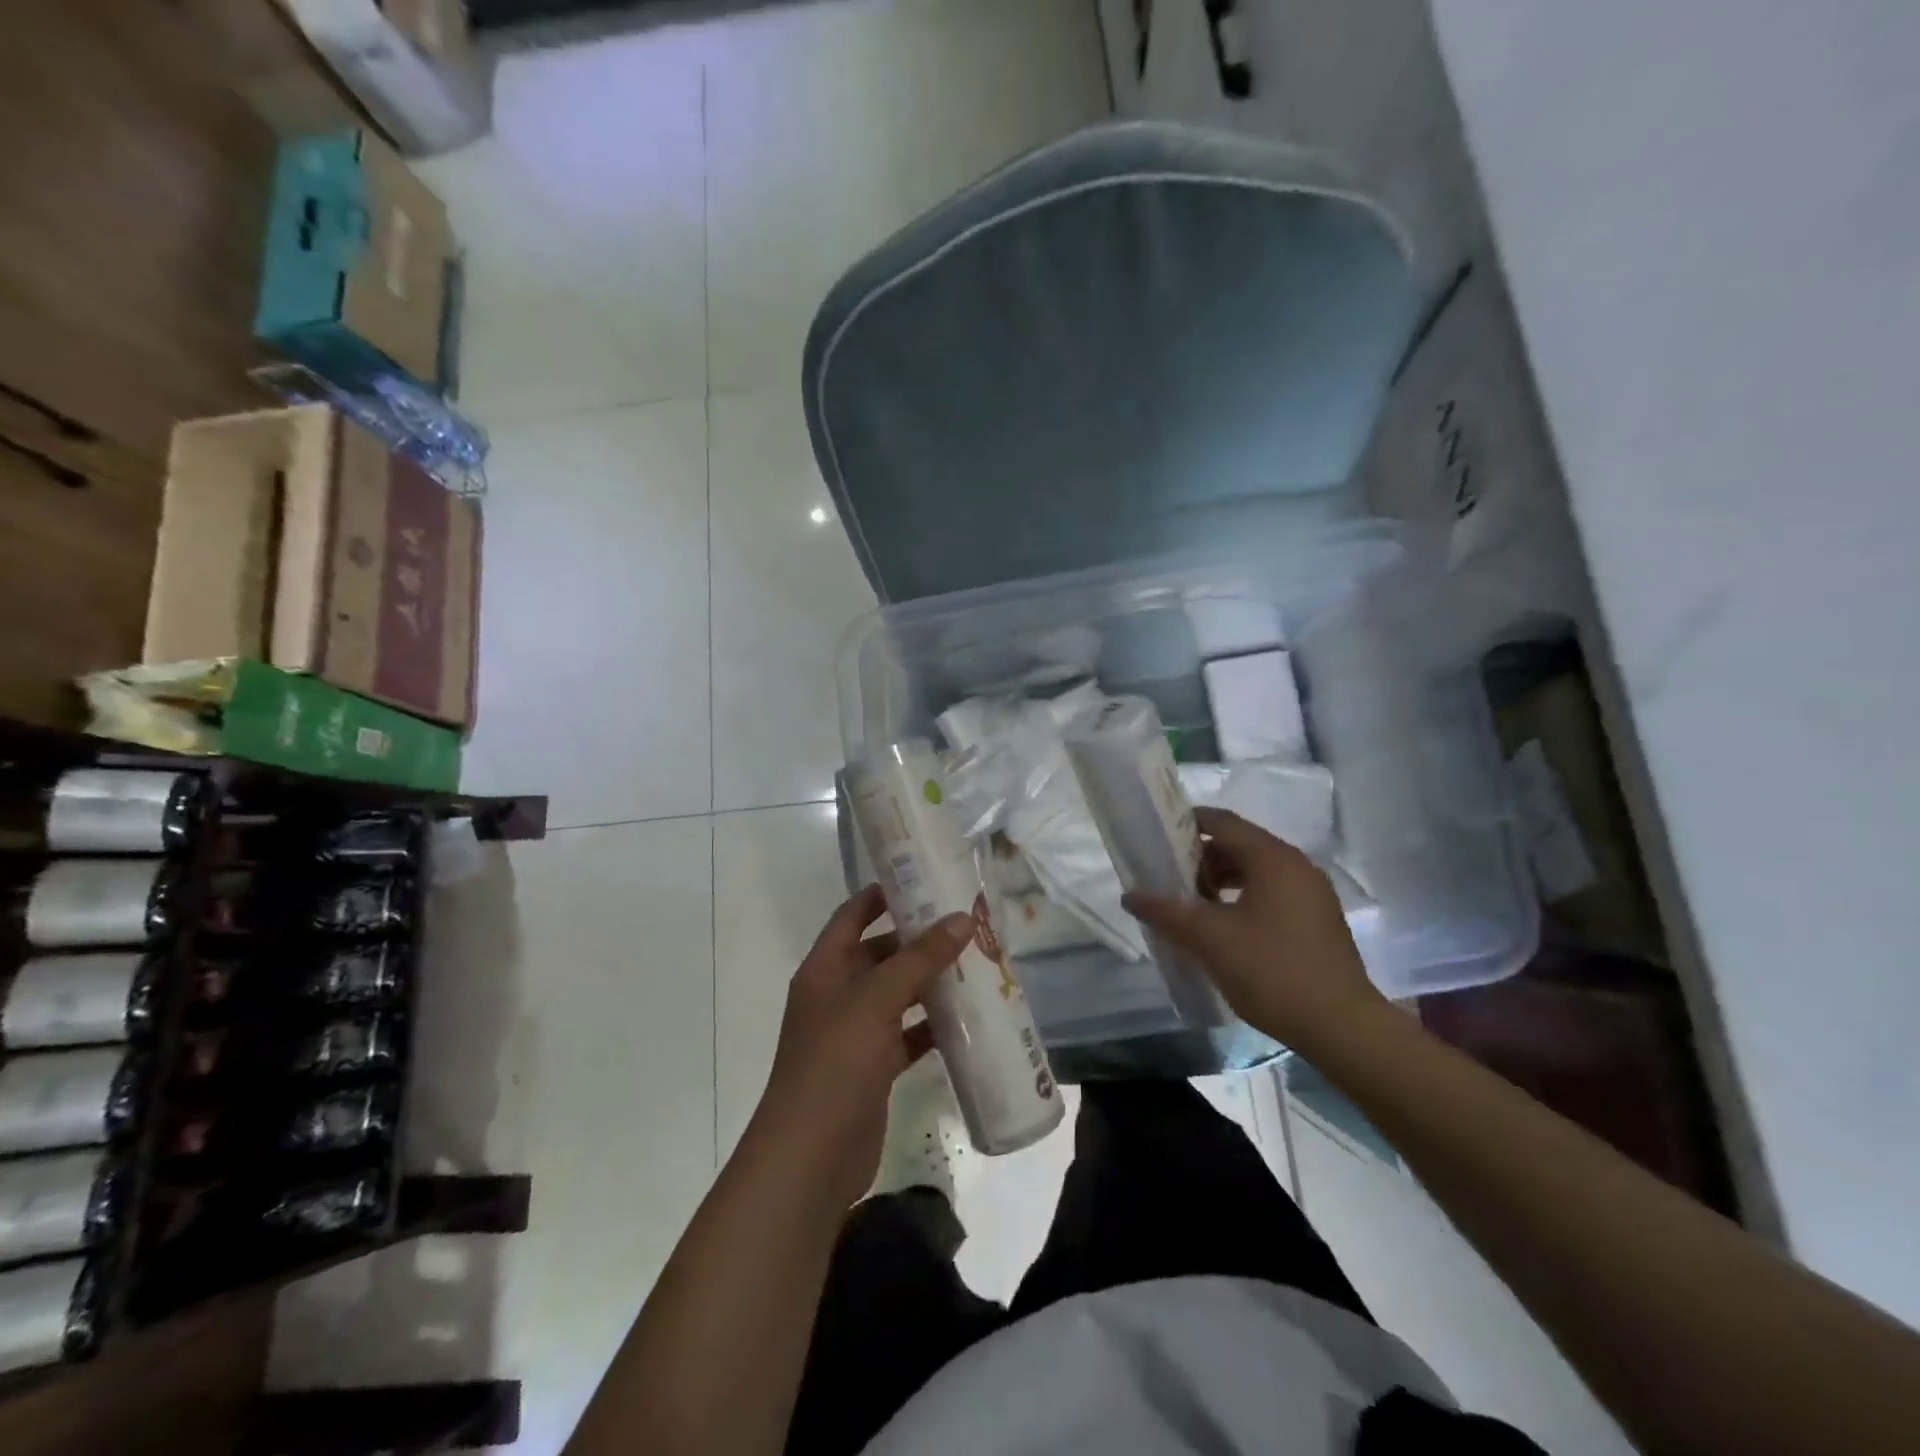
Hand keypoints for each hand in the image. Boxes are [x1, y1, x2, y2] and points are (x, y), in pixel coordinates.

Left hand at [754, 884, 972, 1210]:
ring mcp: (854, 1033)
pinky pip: (906, 1035)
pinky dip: (932, 1026)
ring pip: (897, 995)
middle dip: (918, 940)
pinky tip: (967, 1020)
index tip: (922, 878)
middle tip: (965, 924)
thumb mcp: (876, 1001)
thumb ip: (919, 959)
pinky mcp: (873, 1068)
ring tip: (976, 964)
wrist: (810, 1157)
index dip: (882, 895)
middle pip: (880, 954)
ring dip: (930, 982)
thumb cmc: (835, 1063)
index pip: (852, 916)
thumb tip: (961, 918)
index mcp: (825, 969)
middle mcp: (837, 995)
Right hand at [1124, 807, 1385, 1053]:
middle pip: (1238, 845)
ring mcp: (1311, 894)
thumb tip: (1129, 895)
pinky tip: (1222, 928)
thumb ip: (1166, 912)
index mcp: (1272, 858)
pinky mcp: (1317, 920)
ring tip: (1189, 905)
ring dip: (1219, 881)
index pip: (1221, 822)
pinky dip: (1241, 899)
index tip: (1155, 837)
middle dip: (1199, 858)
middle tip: (1166, 878)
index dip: (1185, 824)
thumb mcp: (1209, 939)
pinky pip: (1271, 894)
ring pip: (1255, 872)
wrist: (1342, 1027)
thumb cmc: (1272, 970)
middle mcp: (1296, 865)